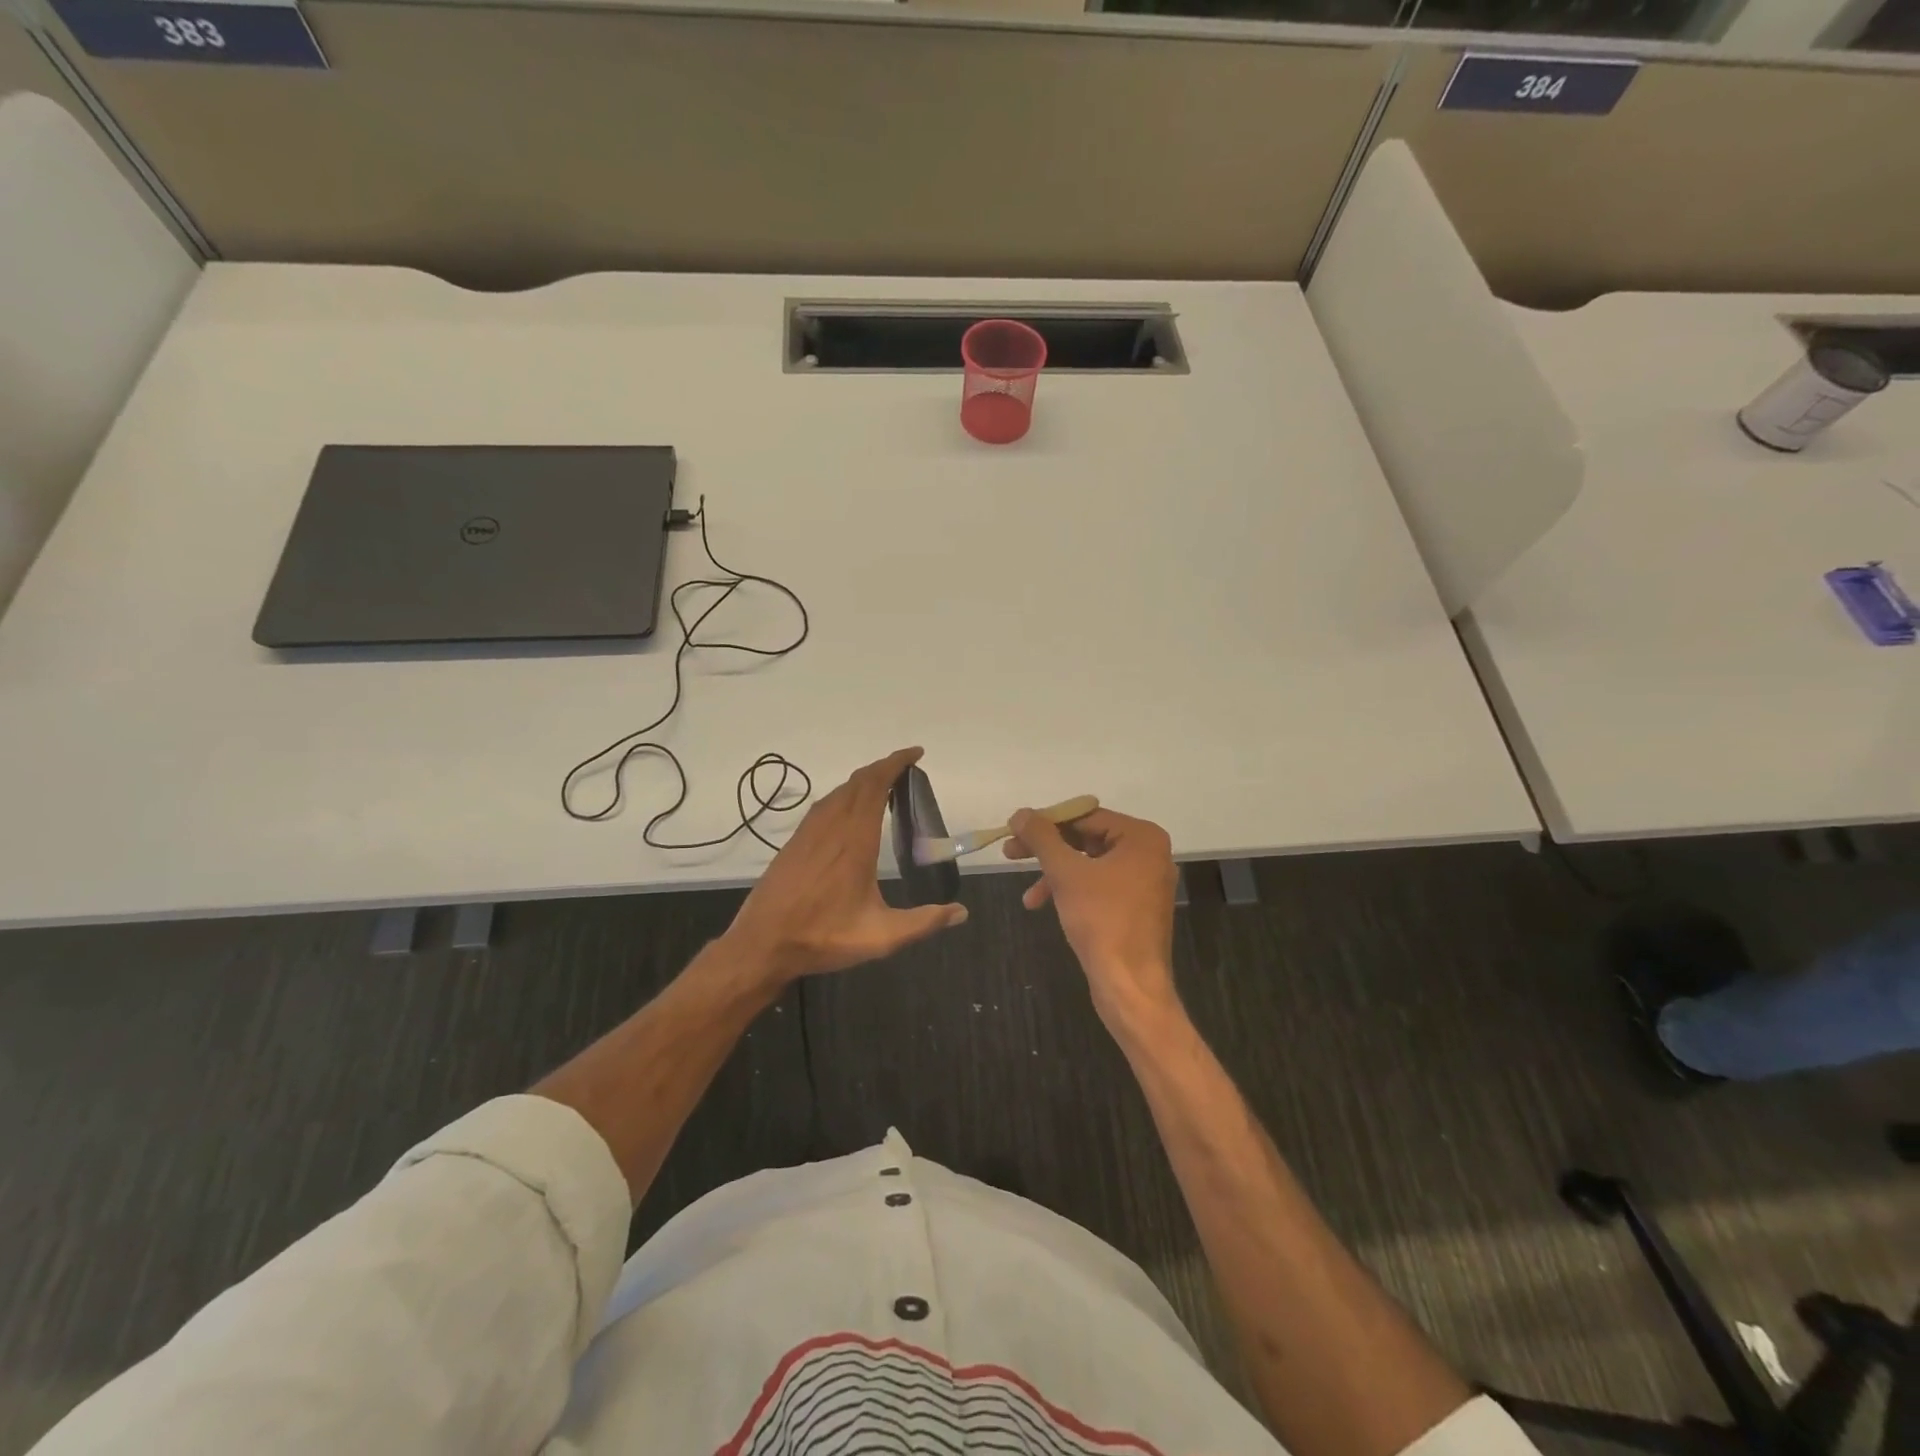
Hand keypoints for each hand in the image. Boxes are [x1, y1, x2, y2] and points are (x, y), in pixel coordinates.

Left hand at [723, 747, 966, 983]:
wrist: (762, 944)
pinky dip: (844, 795)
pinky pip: (824, 805)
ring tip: (885, 785)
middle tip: (907, 769)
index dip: (895, 764)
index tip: (916, 754)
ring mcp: (809, 832)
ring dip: (863, 780)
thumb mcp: (881, 937)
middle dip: (883, 768)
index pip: (875, 786)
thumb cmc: (823, 937)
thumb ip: (923, 922)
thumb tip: (961, 912)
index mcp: (855, 840)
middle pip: (858, 782)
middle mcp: (831, 827)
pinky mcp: (796, 842)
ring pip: (839, 791)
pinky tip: (849, 810)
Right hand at [1004, 807, 1179, 1029]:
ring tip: (1027, 895)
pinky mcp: (1136, 907)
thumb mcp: (1066, 873)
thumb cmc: (1102, 920)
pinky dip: (1071, 891)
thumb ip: (1042, 838)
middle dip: (1047, 850)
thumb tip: (1021, 813)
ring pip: (1089, 865)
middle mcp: (1149, 853)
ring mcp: (1145, 882)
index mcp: (1142, 837)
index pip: (1085, 815)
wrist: (1130, 986)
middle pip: (1087, 838)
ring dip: (1055, 874)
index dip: (1046, 821)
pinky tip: (1043, 905)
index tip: (1014, 829)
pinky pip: (1099, 886)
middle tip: (1010, 853)